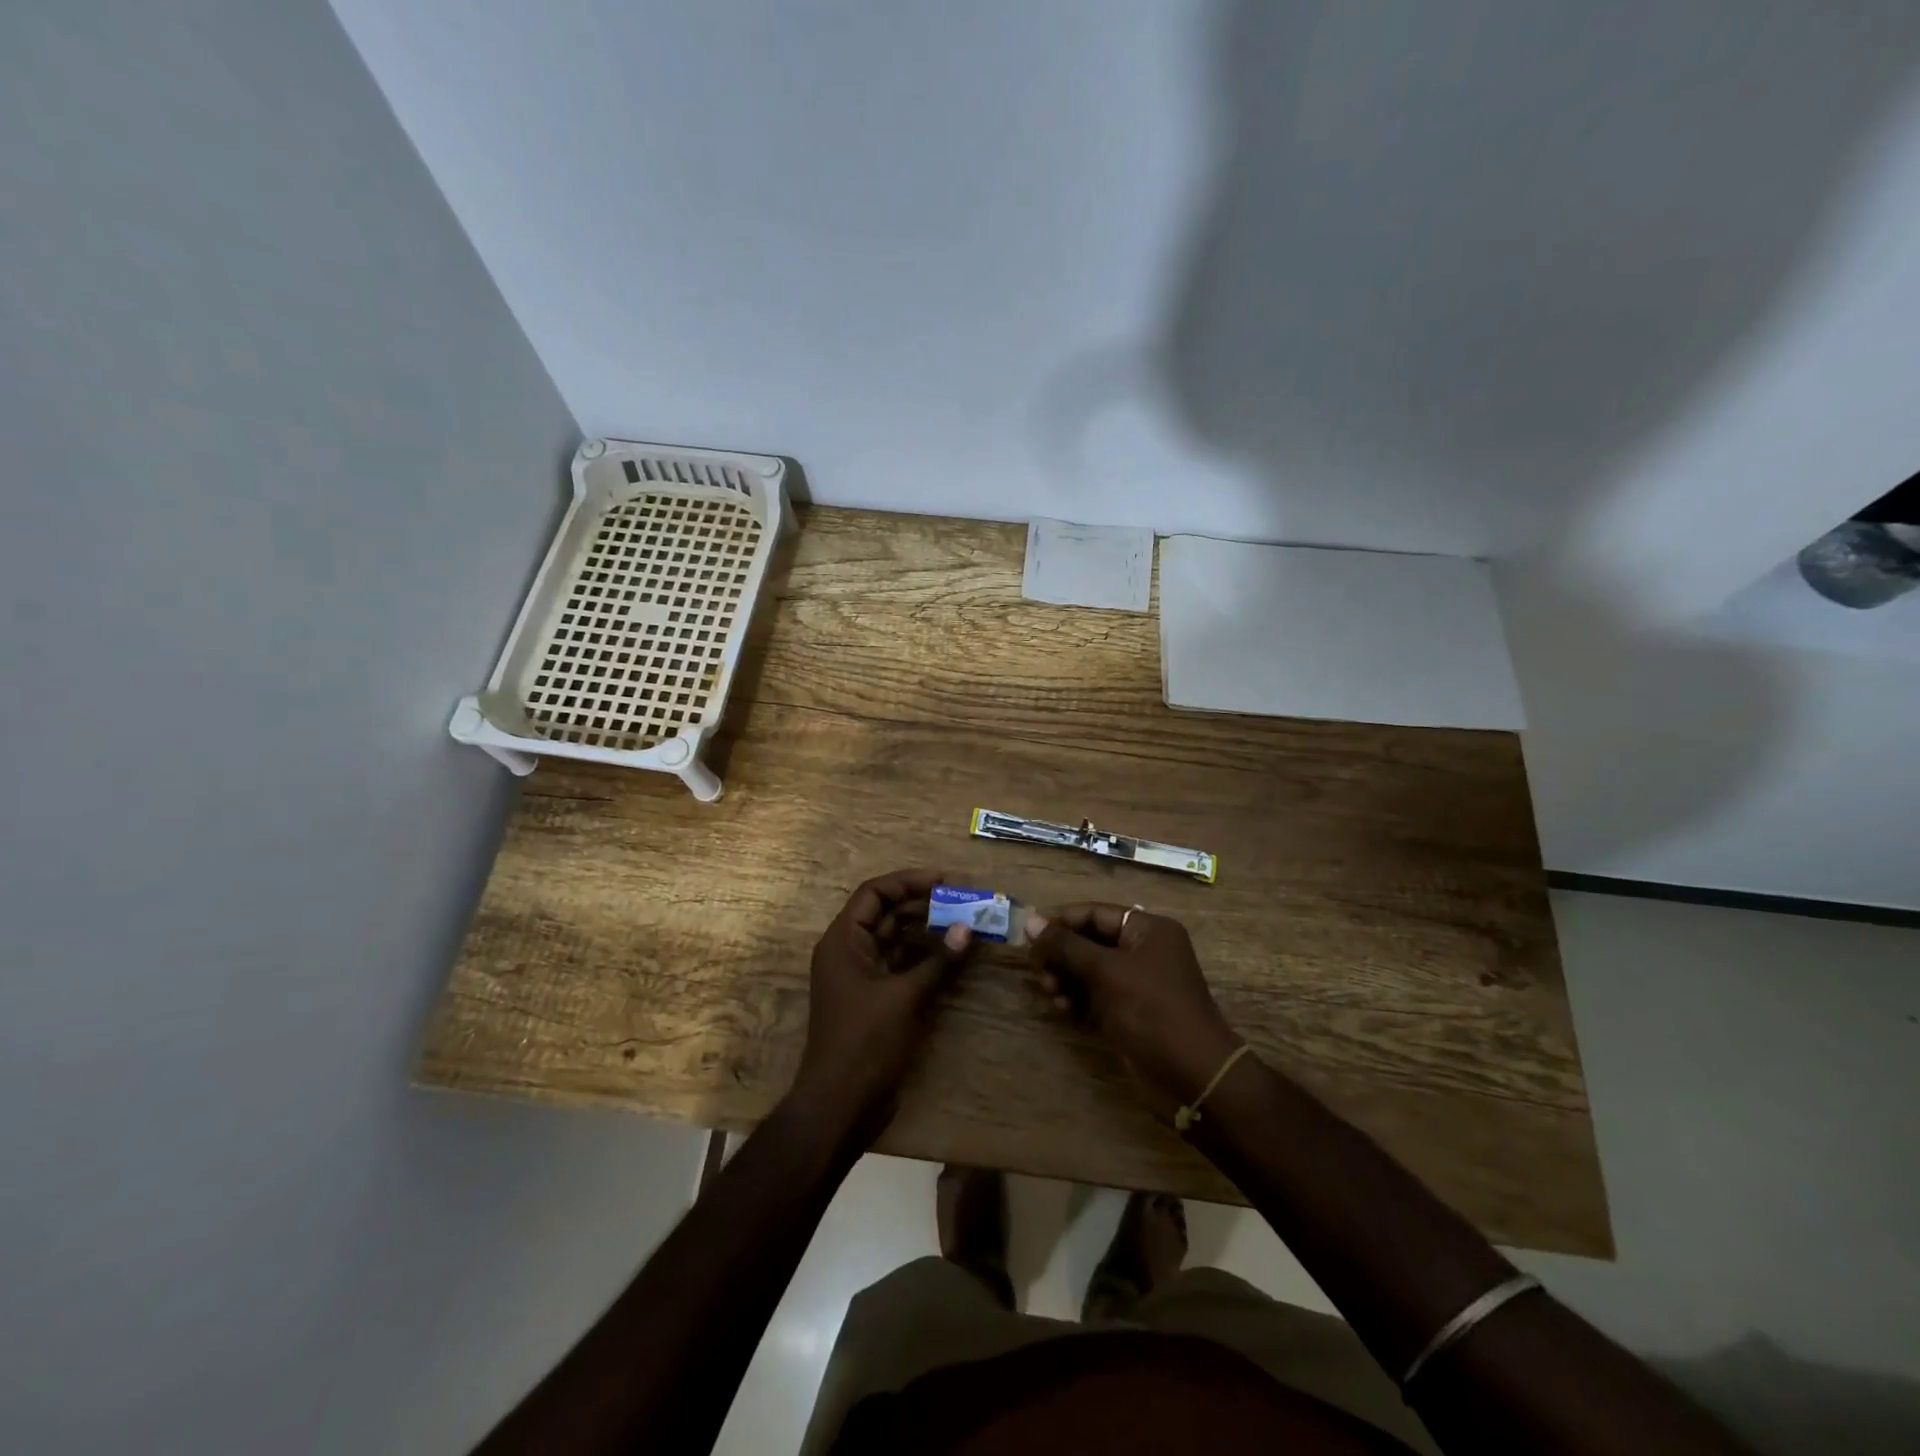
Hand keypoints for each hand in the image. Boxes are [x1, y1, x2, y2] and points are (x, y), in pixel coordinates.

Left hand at [789, 868, 974, 1147]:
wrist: (840, 1105)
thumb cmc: (865, 1043)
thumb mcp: (904, 998)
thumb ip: (937, 961)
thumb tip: (967, 929)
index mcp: (843, 941)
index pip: (874, 893)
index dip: (908, 882)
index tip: (945, 881)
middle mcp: (849, 951)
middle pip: (886, 914)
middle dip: (923, 906)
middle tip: (964, 903)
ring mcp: (861, 976)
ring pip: (896, 940)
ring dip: (927, 931)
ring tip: (964, 924)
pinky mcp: (875, 998)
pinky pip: (900, 965)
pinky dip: (924, 958)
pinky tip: (952, 955)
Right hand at [1028, 904, 1241, 1118]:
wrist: (1192, 1075)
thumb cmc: (1152, 1010)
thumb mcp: (1106, 971)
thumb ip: (1066, 945)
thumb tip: (1031, 922)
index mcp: (1147, 930)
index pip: (1095, 913)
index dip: (1061, 920)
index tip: (1028, 932)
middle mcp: (1143, 951)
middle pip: (1090, 941)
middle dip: (1061, 953)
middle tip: (1038, 968)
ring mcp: (1137, 983)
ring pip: (1089, 969)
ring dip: (1065, 977)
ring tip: (1050, 991)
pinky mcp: (1129, 1012)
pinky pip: (1095, 995)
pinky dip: (1077, 998)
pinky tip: (1063, 1008)